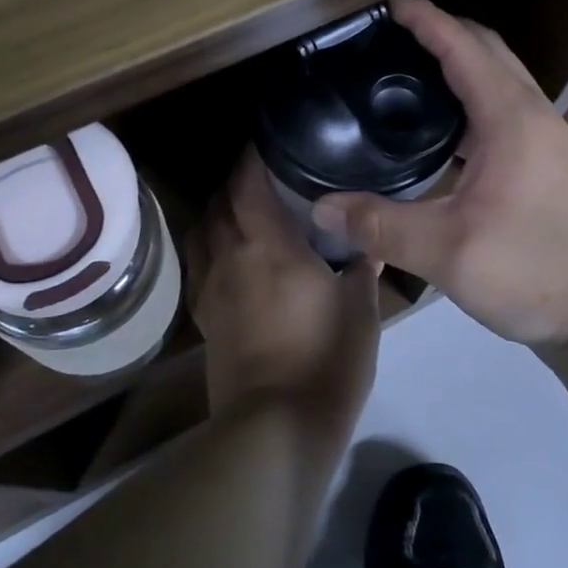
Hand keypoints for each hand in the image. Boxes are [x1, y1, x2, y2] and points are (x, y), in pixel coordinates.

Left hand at [188, 147, 382, 438]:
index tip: (267, 141)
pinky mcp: (204, 317)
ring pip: (203, 231)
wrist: (278, 426)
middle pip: (220, 202)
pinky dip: (210, 246)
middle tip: (263, 175)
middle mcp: (231, 256)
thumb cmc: (326, 359)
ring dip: (218, 211)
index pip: (247, 183)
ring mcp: (212, 288)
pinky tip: (228, 255)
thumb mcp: (360, 309)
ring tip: (243, 209)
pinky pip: (199, 265)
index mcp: (268, 245)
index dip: (251, 156)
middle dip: (235, 181)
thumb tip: (368, 244)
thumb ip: (361, 268)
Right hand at [311, 0, 567, 345]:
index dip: (425, 20)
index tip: (387, 5)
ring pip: (501, 78)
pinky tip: (445, 132)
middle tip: (393, 38)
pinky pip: (507, 107)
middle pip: (488, 50)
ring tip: (411, 76)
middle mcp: (534, 115)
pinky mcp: (552, 162)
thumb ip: (380, 227)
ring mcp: (549, 138)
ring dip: (462, 63)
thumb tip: (321, 207)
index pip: (464, 46)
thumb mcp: (448, 253)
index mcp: (511, 119)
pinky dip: (474, 97)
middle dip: (443, 31)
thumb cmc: (535, 272)